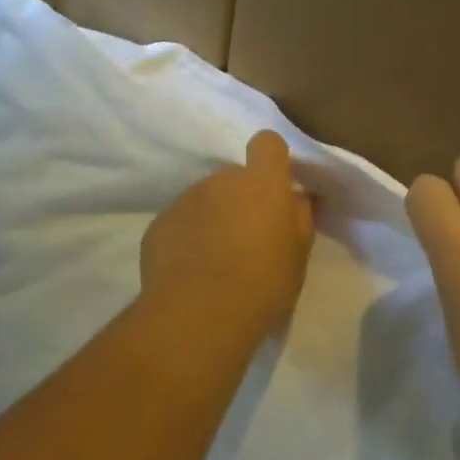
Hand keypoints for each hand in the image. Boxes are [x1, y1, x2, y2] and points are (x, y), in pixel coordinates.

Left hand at [140, 130, 314, 349]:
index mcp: (262, 182)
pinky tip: (190, 272)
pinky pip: (180, 222)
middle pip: (234, 177)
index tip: (276, 187)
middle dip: (241, 198)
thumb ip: (300, 217)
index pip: (267, 143)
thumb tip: (296, 197)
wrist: (199, 315)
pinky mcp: (159, 223)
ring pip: (205, 199)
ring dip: (213, 218)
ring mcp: (186, 199)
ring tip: (216, 260)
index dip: (272, 160)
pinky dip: (187, 238)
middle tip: (247, 238)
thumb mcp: (298, 255)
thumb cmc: (263, 283)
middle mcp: (222, 180)